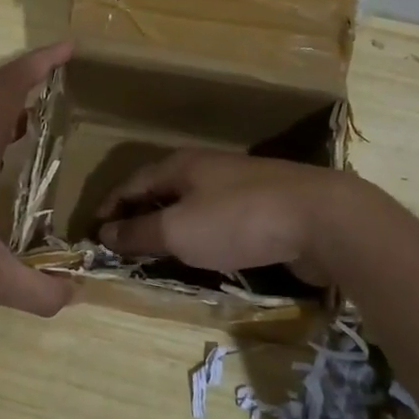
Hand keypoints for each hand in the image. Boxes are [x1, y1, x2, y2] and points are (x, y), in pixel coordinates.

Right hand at [95, 149, 354, 283]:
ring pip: (194, 204)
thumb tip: (104, 232)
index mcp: (182, 165)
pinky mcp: (267, 206)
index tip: (96, 228)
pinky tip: (207, 253)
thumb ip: (139, 232)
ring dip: (173, 225)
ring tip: (161, 251)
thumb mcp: (179, 230)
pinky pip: (221, 219)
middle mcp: (209, 168)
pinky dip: (203, 234)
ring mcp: (241, 185)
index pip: (133, 181)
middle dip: (141, 214)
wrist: (322, 219)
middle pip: (164, 189)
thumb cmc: (239, 220)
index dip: (112, 204)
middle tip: (125, 243)